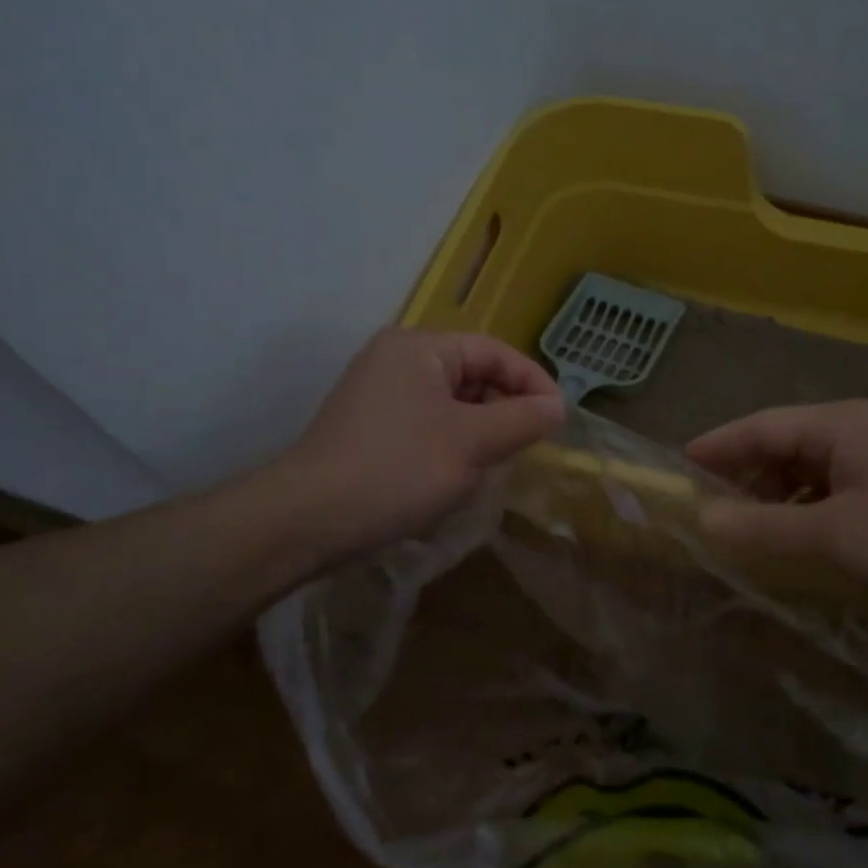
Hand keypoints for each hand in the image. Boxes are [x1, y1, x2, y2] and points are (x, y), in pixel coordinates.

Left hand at [281, 329, 565, 562]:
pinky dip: (451, 444)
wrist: (308, 519)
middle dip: (504, 409)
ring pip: (451, 403)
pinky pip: (427, 424)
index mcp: (420, 348)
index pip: (493, 351)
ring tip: (493, 465)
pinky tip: (455, 477)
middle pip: (471, 374)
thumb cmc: (398, 469)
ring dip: (480, 431)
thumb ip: (521, 419)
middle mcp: (396, 360)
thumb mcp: (472, 443)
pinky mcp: (369, 427)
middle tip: (528, 446)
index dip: (532, 381)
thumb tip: (557, 406)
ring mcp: (378, 393)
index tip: (559, 419)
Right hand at [687, 400, 867, 609]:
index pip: (759, 426)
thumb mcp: (836, 536)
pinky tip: (800, 543)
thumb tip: (704, 521)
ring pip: (808, 472)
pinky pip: (834, 491)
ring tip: (749, 536)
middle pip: (782, 447)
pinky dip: (807, 512)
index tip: (677, 469)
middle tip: (709, 515)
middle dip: (744, 479)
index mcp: (838, 425)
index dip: (715, 447)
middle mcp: (856, 430)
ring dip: (776, 500)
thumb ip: (765, 528)